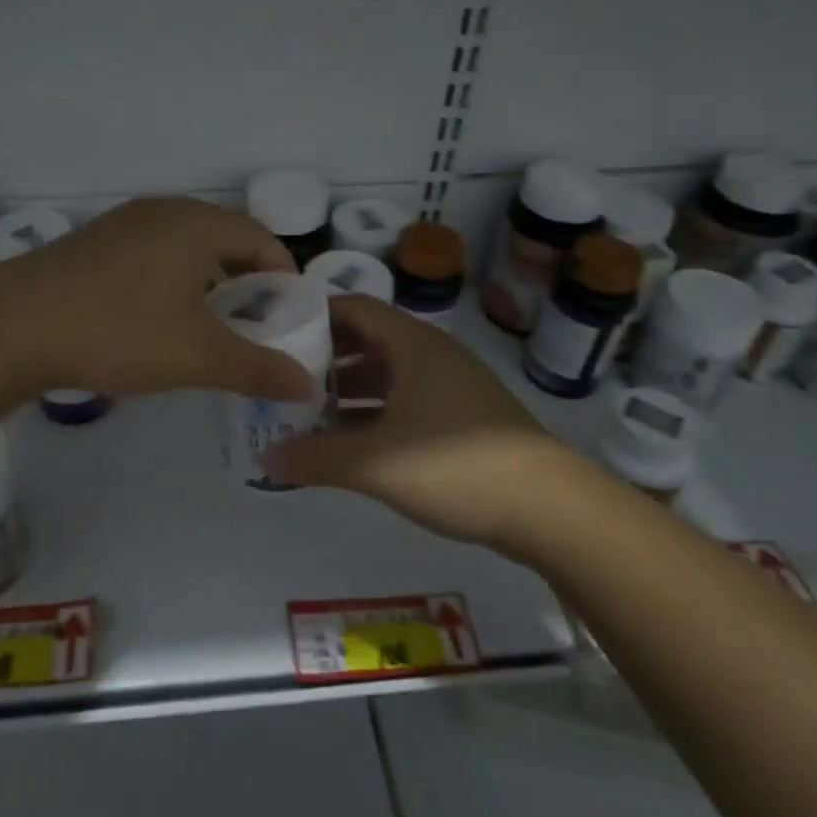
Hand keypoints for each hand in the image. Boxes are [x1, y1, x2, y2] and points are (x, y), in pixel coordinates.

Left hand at [0, 197, 317, 404]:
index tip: (290, 316)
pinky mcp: (94, 241)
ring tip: (209, 323)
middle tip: (255, 323)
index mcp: (198, 224)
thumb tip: (308, 385)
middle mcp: (164, 211)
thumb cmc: (119, 331)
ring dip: (208, 278)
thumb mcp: (197, 356)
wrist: (12, 325)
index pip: (262, 239)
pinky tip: (158, 316)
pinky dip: (173, 278)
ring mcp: (124, 222)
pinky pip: (153, 252)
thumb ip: (258, 368)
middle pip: (225, 237)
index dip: (285, 276)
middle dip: (248, 279)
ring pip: (186, 245)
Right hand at [266, 296, 575, 549]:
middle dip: (322, 359)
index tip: (273, 336)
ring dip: (346, 392)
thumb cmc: (456, 467)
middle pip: (365, 340)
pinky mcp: (462, 417)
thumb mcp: (375, 463)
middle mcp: (431, 354)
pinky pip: (405, 401)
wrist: (551, 509)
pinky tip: (350, 444)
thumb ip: (316, 458)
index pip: (351, 307)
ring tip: (305, 416)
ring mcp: (450, 385)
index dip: (311, 316)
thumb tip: (265, 457)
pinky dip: (373, 415)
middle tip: (281, 380)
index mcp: (411, 344)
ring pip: (385, 375)